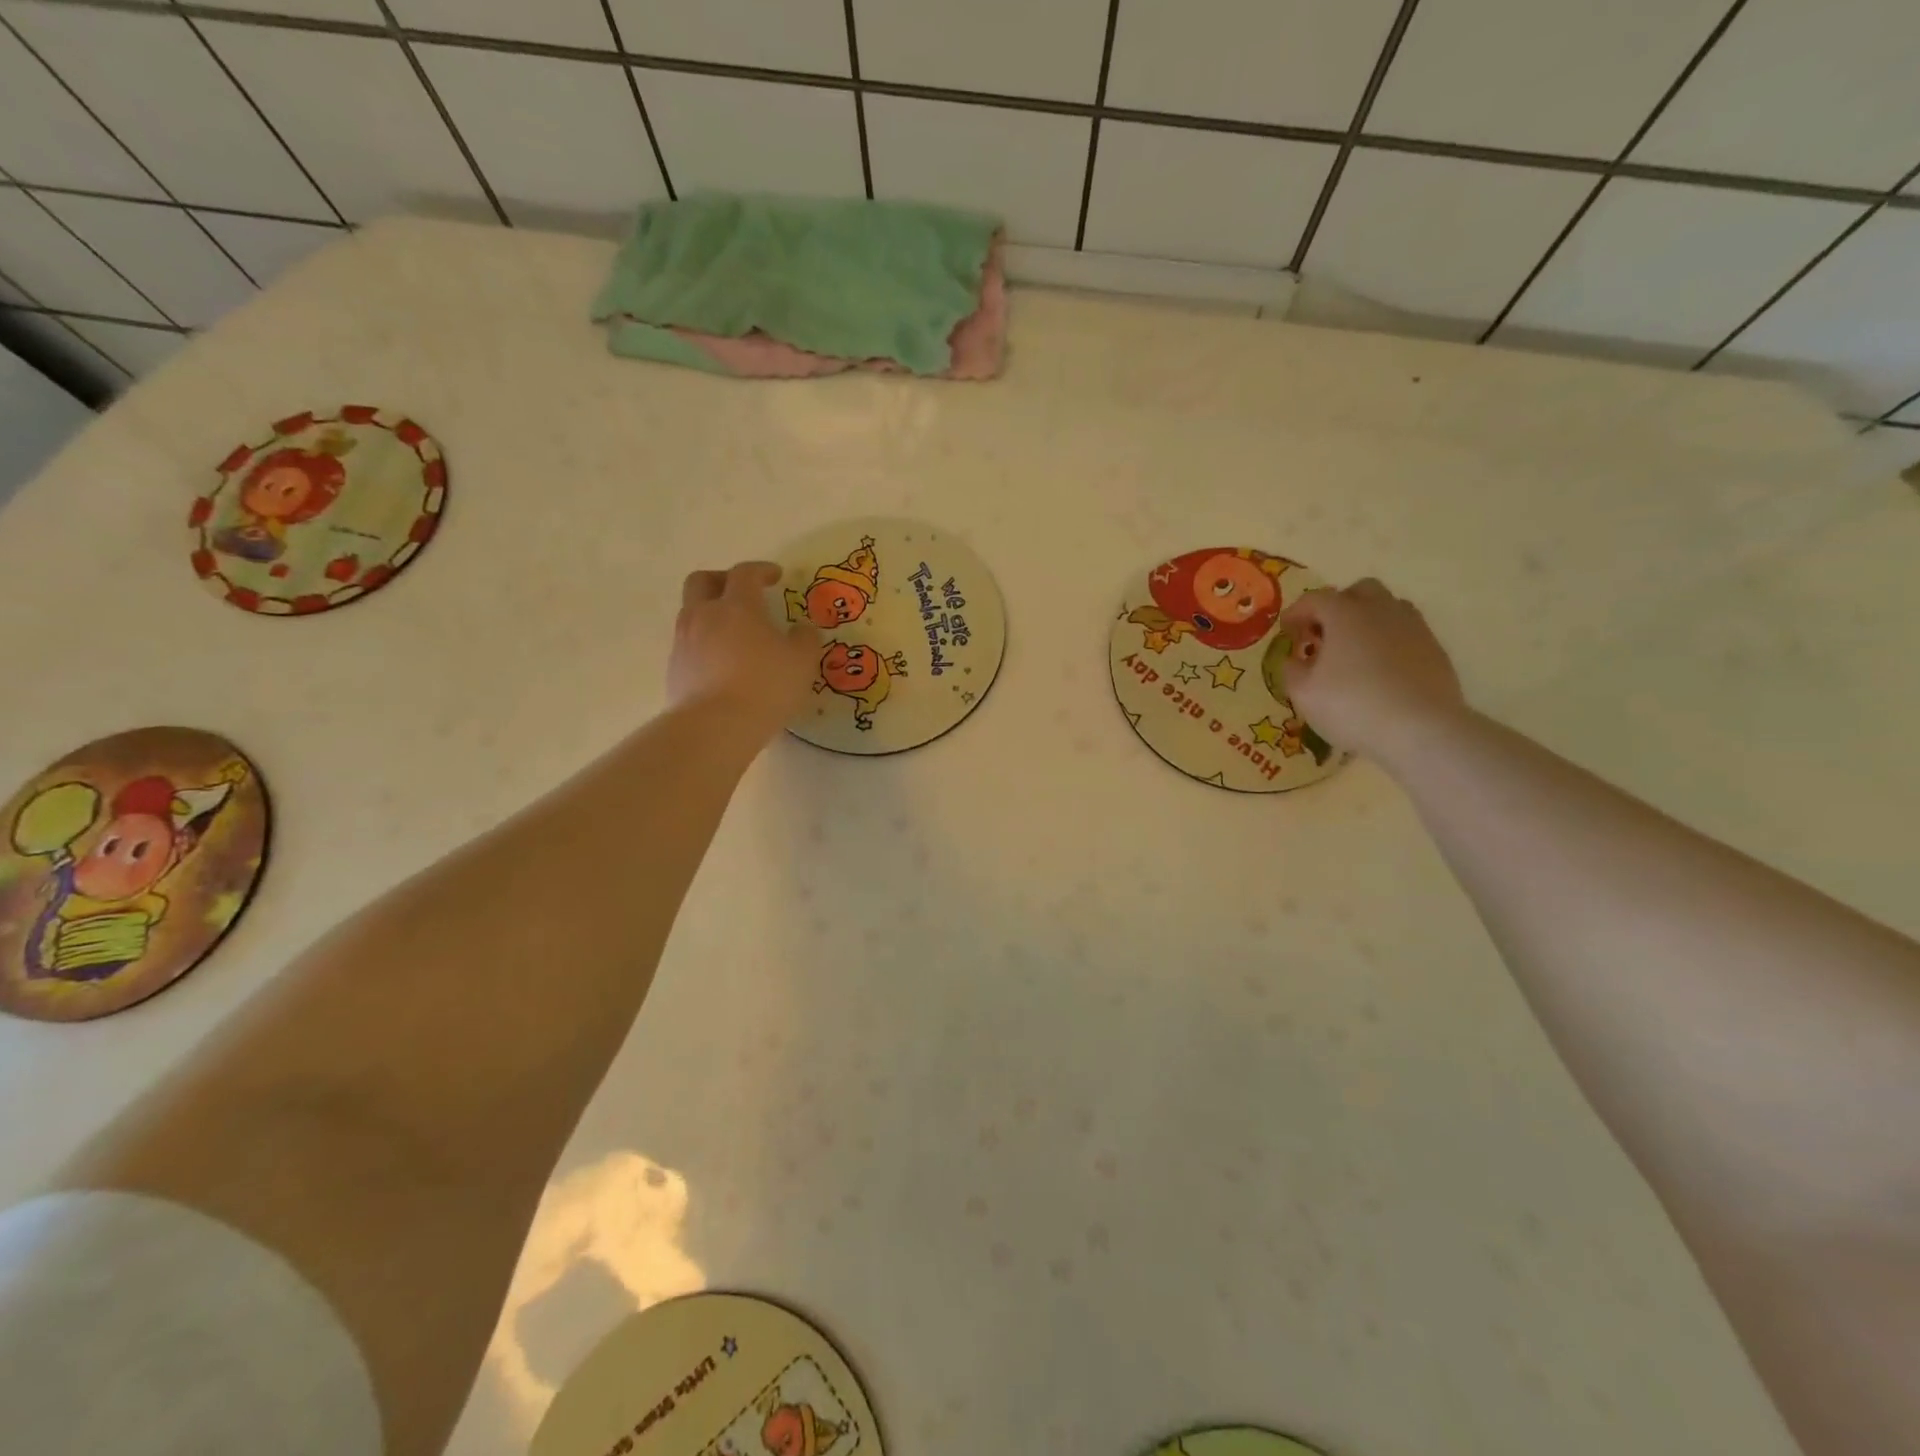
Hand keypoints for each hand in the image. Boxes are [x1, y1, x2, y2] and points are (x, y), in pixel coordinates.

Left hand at [669, 562, 819, 742]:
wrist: (715, 726)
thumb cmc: (765, 686)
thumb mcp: (802, 662)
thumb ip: (805, 640)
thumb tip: (802, 630)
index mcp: (737, 605)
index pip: (745, 573)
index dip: (761, 570)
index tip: (775, 576)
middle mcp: (705, 615)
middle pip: (702, 581)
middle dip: (721, 580)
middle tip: (741, 592)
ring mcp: (684, 642)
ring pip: (692, 613)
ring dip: (710, 614)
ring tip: (732, 633)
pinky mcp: (674, 670)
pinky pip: (689, 645)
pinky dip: (704, 645)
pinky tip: (722, 664)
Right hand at [1279, 578, 1465, 767]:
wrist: (1421, 729)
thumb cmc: (1352, 706)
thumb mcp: (1304, 694)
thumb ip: (1292, 671)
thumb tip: (1295, 661)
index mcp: (1345, 614)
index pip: (1315, 599)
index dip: (1296, 613)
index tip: (1287, 632)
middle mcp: (1381, 610)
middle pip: (1359, 591)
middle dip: (1338, 606)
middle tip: (1324, 635)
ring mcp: (1413, 628)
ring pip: (1388, 608)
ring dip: (1367, 621)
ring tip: (1354, 650)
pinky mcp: (1434, 649)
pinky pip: (1406, 633)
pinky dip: (1389, 641)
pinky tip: (1381, 669)